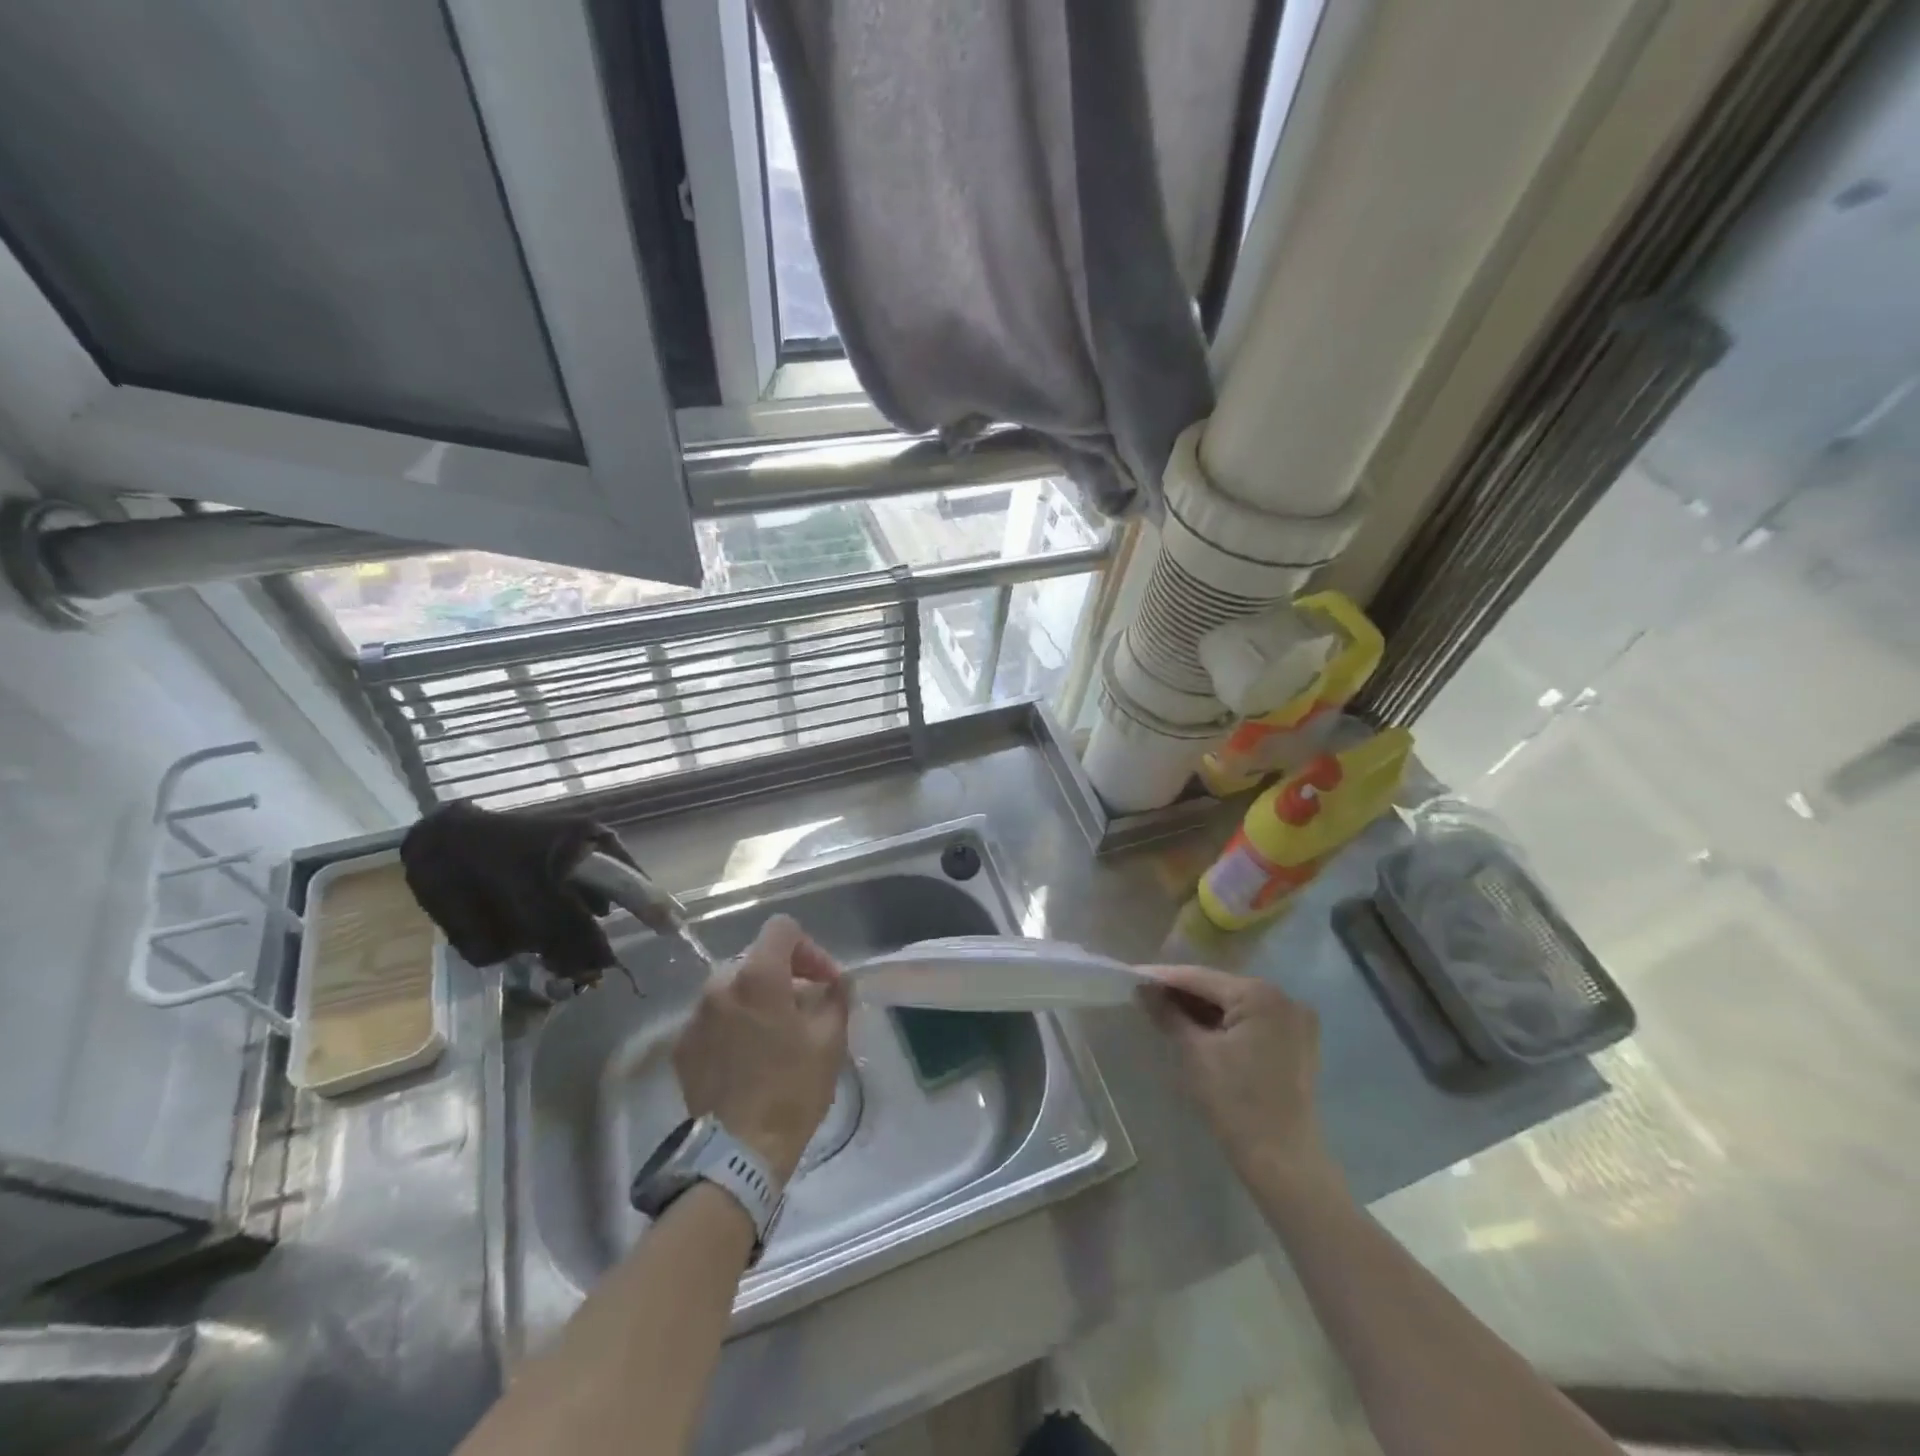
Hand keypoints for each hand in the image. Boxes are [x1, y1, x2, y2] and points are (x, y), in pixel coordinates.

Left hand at [673, 915, 850, 1184]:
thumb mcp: (829, 1041)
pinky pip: (714, 1019)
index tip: (824, 982)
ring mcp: (695, 1016)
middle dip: (786, 976)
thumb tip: (836, 982)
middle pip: (757, 959)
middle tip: (807, 1008)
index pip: (782, 929)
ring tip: (777, 1035)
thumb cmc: (791, 1090)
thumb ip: (835, 998)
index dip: (810, 948)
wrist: (736, 1155)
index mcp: (758, 976)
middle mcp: (719, 985)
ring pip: (733, 989)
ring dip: (758, 1000)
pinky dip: (734, 1025)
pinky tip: (749, 1057)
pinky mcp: (681, 1047)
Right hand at [1140, 964, 1339, 1194]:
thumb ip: (1168, 1014)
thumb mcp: (1195, 1053)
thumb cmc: (1236, 1103)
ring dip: (1203, 1008)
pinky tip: (1198, 1027)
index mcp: (1260, 995)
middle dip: (1183, 992)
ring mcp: (1296, 1020)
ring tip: (1165, 1008)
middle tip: (1145, 993)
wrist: (1283, 1162)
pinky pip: (1253, 1020)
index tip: (1131, 975)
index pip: (1201, 978)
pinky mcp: (1297, 1042)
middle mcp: (1284, 997)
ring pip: (1236, 1004)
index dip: (1163, 977)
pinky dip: (1226, 1022)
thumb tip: (1142, 989)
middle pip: (1220, 988)